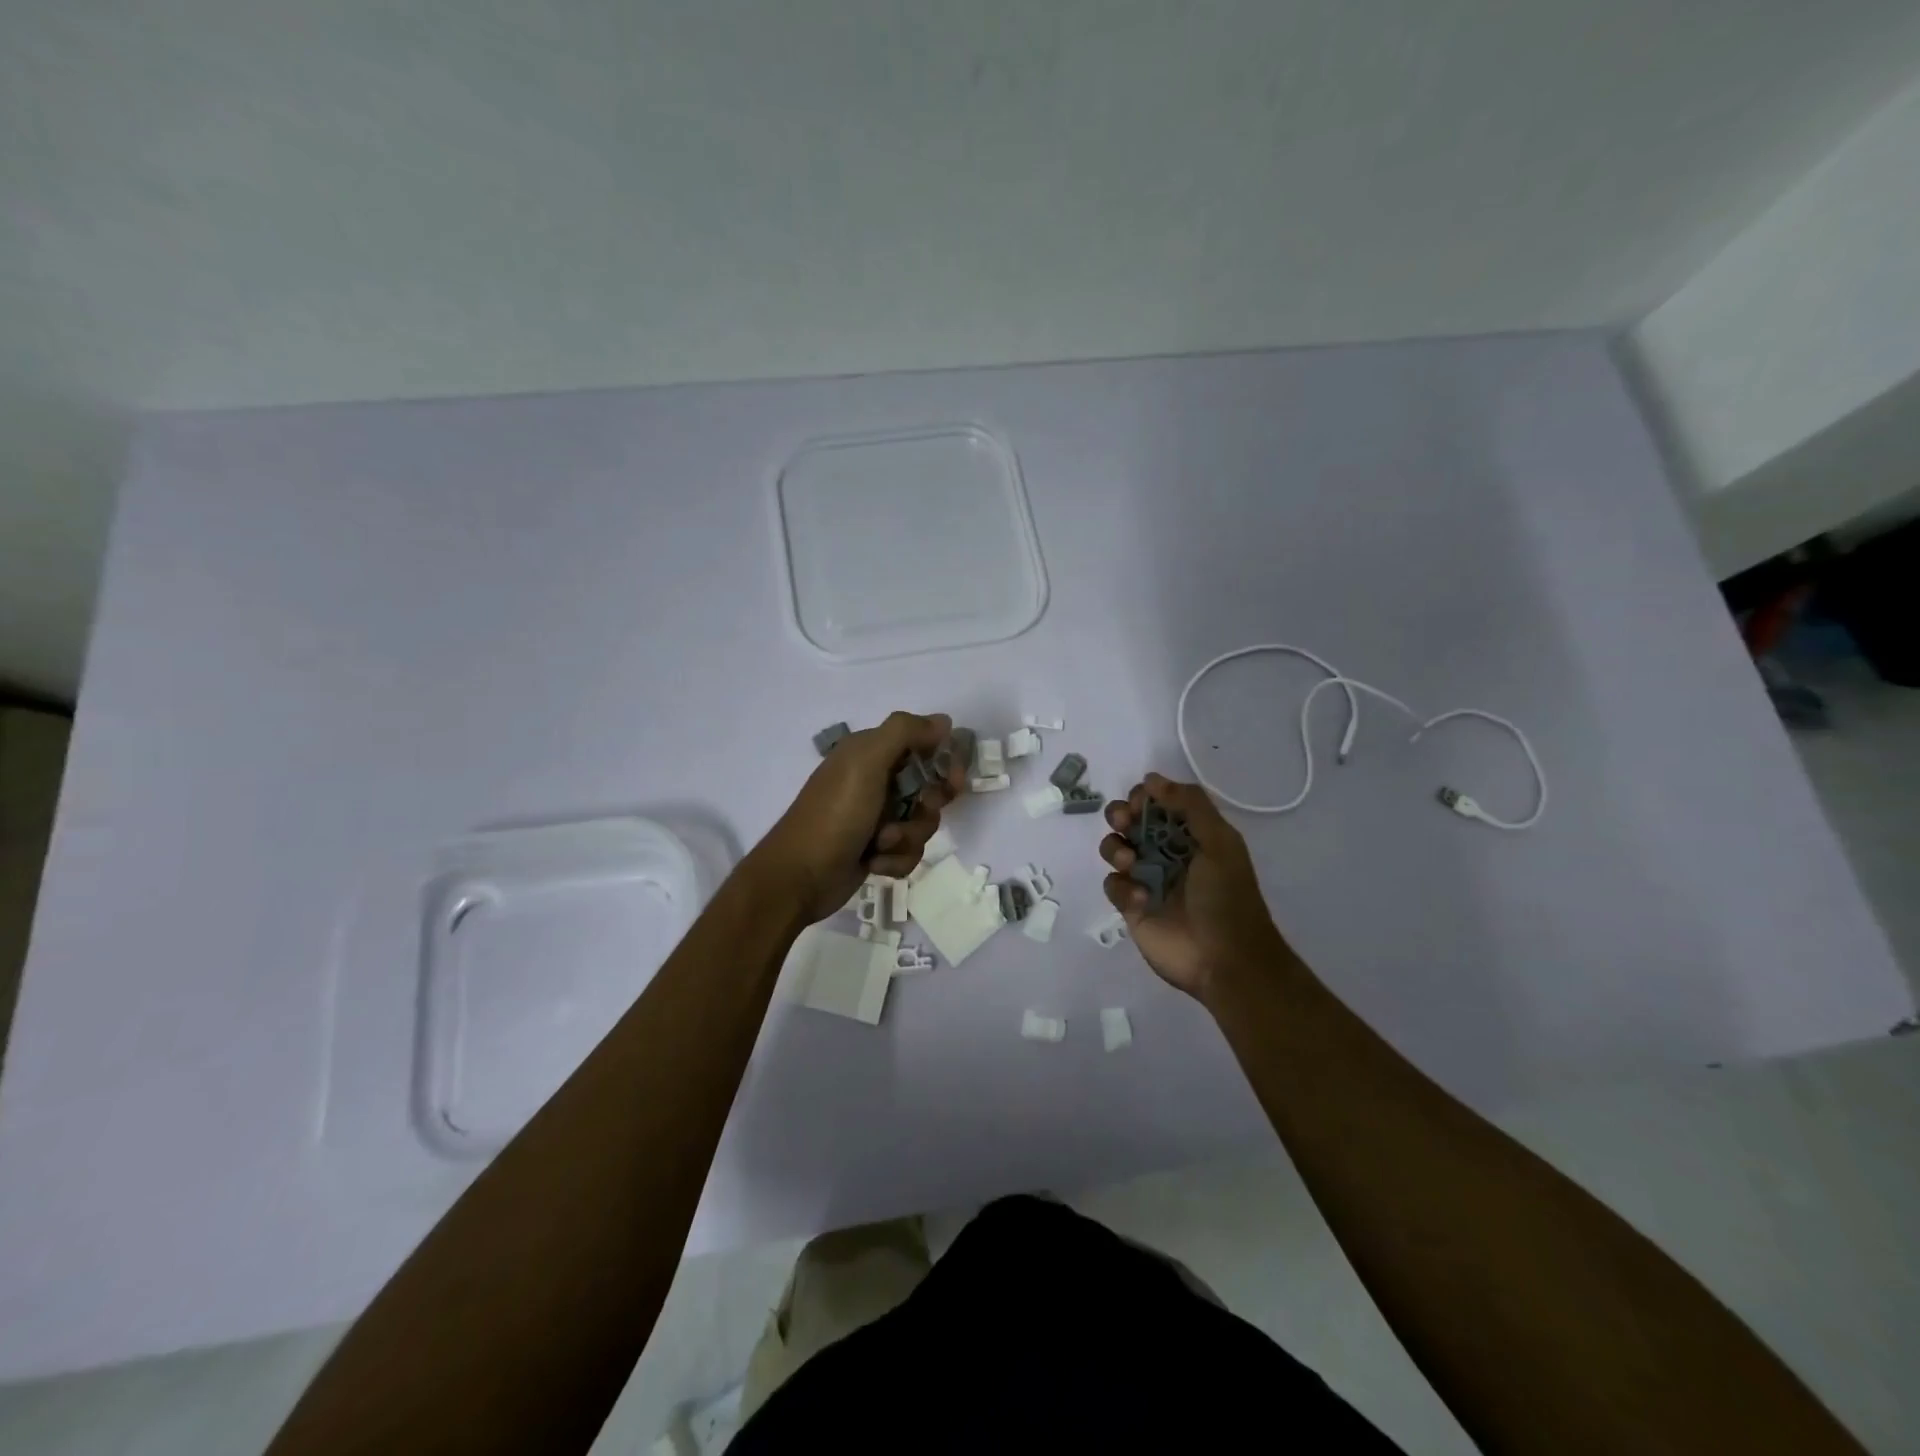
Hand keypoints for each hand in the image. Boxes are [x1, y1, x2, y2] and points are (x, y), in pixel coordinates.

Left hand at [753, 711, 965, 923]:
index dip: (943, 761)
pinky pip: (909, 851)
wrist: (800, 876)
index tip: (953, 778)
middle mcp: (875, 781)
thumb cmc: (835, 814)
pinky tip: (874, 862)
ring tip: (881, 843)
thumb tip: (943, 721)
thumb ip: (904, 732)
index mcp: (870, 753)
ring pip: (922, 823)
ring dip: (908, 836)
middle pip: (929, 787)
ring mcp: (876, 818)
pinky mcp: (877, 850)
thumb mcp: (866, 761)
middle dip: (928, 805)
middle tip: (920, 810)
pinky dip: (896, 859)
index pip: (922, 745)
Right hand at [1099, 773, 1289, 1001]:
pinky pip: (1112, 884)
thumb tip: (1151, 778)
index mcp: (1189, 834)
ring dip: (1115, 848)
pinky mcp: (1131, 907)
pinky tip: (1142, 900)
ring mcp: (1146, 879)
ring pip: (1113, 849)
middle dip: (1119, 816)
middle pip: (1128, 821)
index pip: (1156, 802)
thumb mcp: (1219, 843)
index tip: (1139, 802)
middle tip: (1124, 823)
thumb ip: (1190, 805)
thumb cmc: (1227, 898)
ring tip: (1131, 863)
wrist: (1226, 960)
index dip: (1142, 796)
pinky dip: (1122, 887)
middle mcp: (1164, 851)